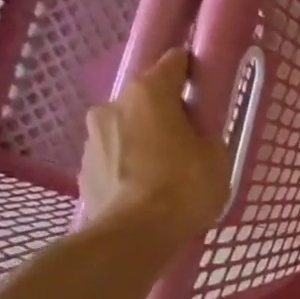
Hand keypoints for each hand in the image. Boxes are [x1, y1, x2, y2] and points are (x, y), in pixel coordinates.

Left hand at [80, 49, 232, 241]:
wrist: (134, 236)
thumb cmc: (183, 188)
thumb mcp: (216, 158)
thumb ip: (206, 133)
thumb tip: (195, 131)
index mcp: (149, 93)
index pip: (172, 62)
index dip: (190, 70)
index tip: (203, 86)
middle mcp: (113, 105)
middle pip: (146, 99)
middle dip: (165, 113)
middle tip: (187, 141)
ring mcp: (93, 137)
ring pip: (127, 129)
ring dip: (144, 141)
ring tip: (164, 173)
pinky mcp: (83, 168)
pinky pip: (114, 158)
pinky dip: (128, 166)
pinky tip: (145, 191)